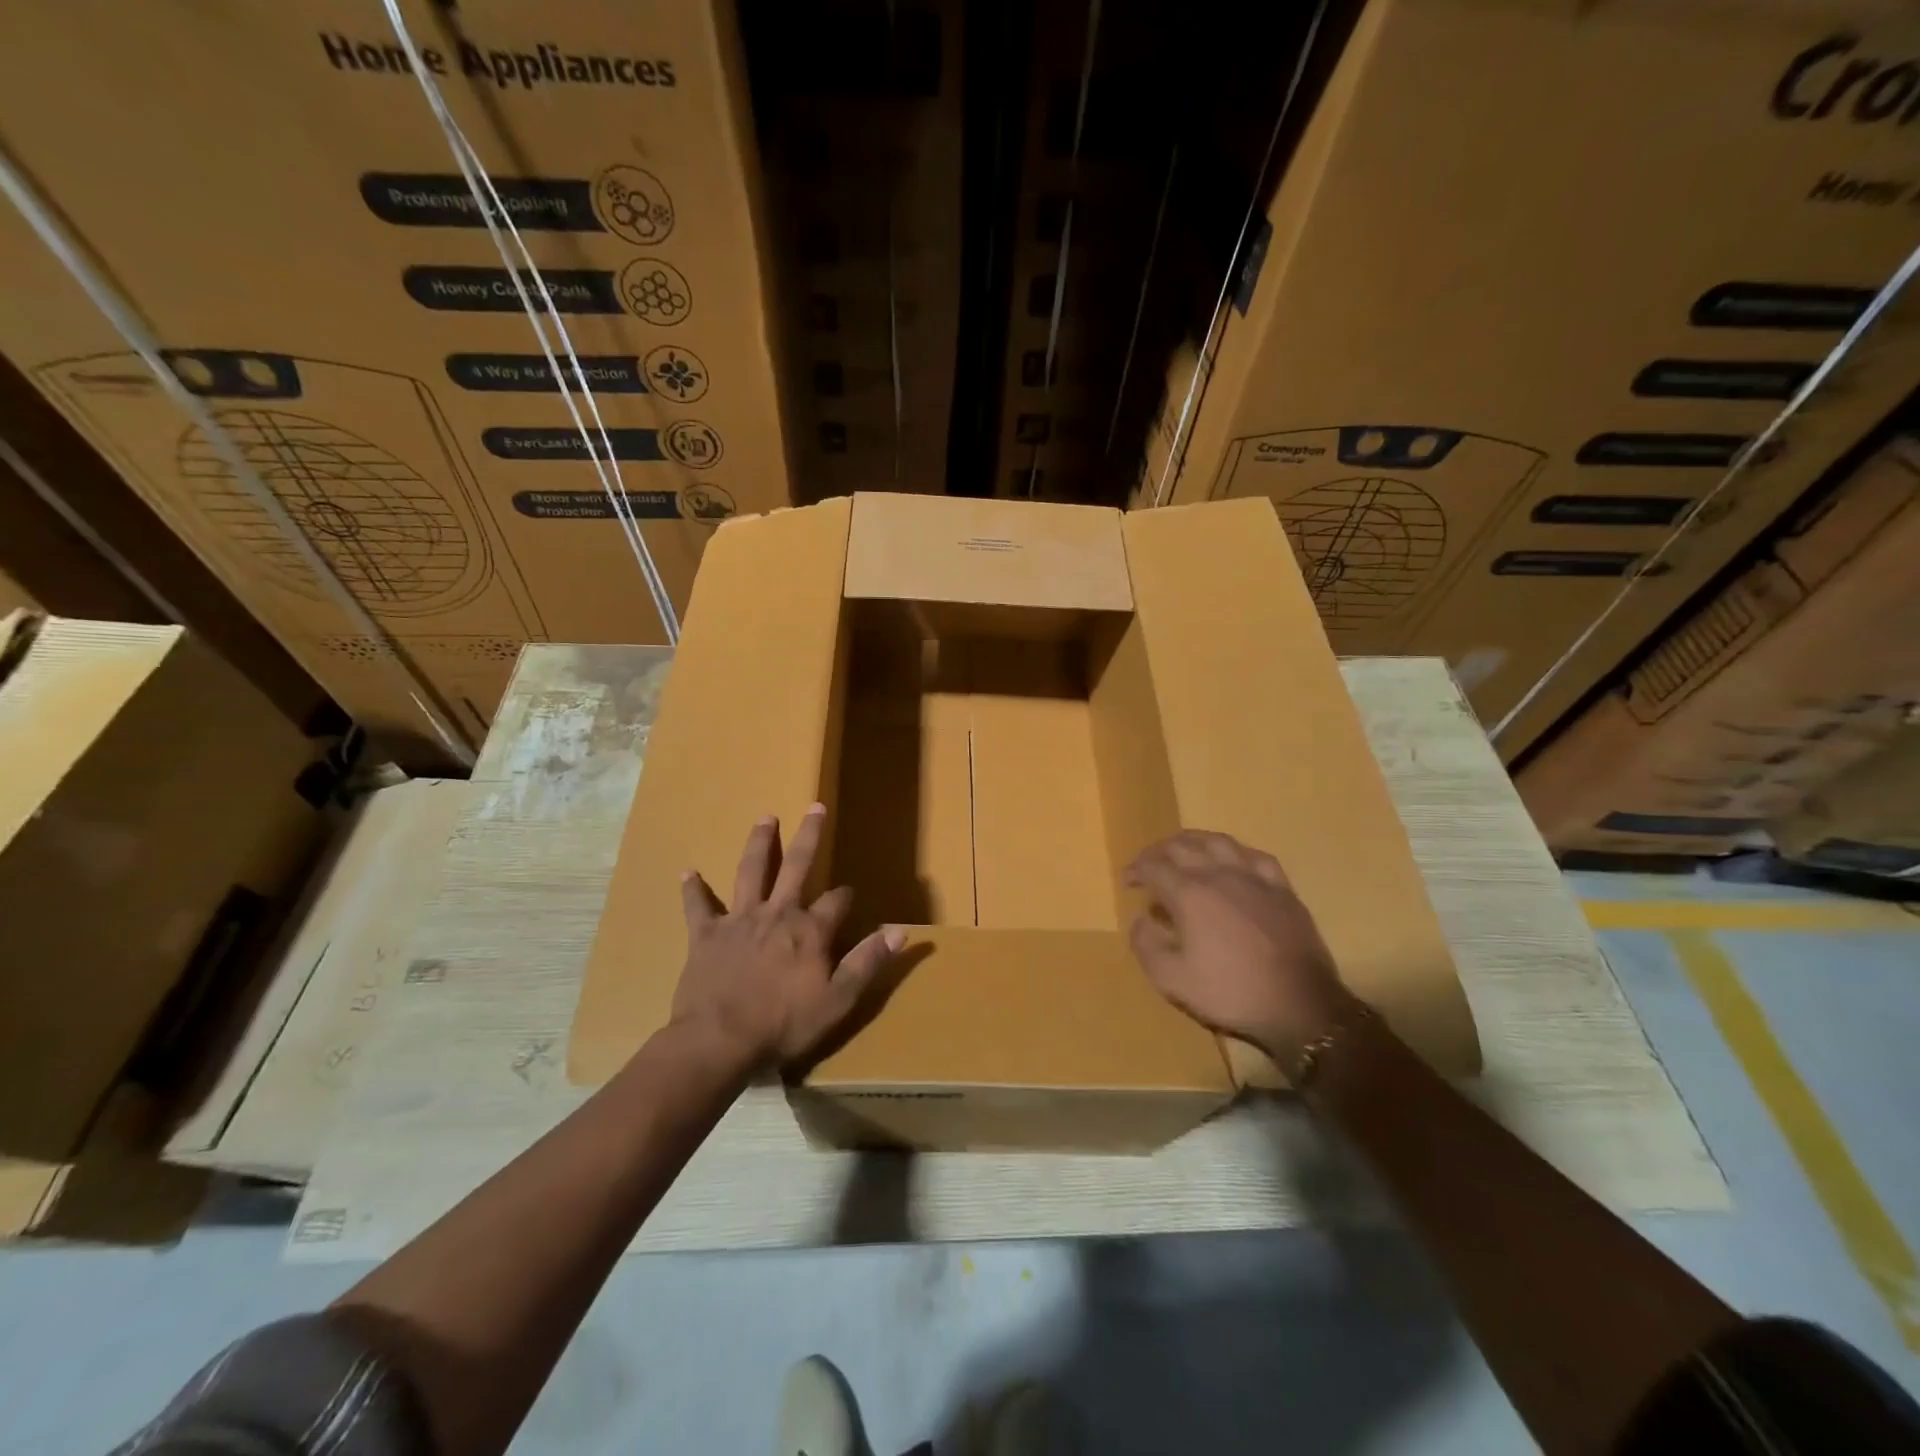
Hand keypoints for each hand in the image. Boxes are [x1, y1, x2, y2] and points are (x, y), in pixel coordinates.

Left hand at [671, 805, 902, 1070]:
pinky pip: (698, 907)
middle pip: (797, 866)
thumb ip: (868, 962)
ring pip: (751, 872)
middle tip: (815, 807)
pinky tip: (688, 872)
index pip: (837, 901)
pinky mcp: (706, 935)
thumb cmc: (783, 1024)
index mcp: (810, 930)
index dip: (846, 896)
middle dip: (809, 836)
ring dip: (759, 843)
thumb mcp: (838, 1000)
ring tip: (765, 818)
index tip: (850, 895)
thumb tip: (900, 931)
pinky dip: (693, 890)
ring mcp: (739, 920)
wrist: (719, 1041)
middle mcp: (777, 913)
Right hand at [1125, 831, 1352, 1068]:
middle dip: (1158, 852)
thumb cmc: (1231, 991)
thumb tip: (1140, 919)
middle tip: (1148, 865)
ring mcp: (1254, 877)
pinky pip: (1255, 856)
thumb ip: (1146, 945)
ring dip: (1193, 841)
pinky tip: (1232, 860)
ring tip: (1184, 850)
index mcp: (1189, 893)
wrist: (1301, 1005)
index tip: (1127, 882)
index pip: (1153, 866)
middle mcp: (1219, 874)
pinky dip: (1234, 852)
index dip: (1135, 870)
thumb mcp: (1173, 979)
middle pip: (1182, 846)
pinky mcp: (1282, 888)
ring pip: (1218, 841)